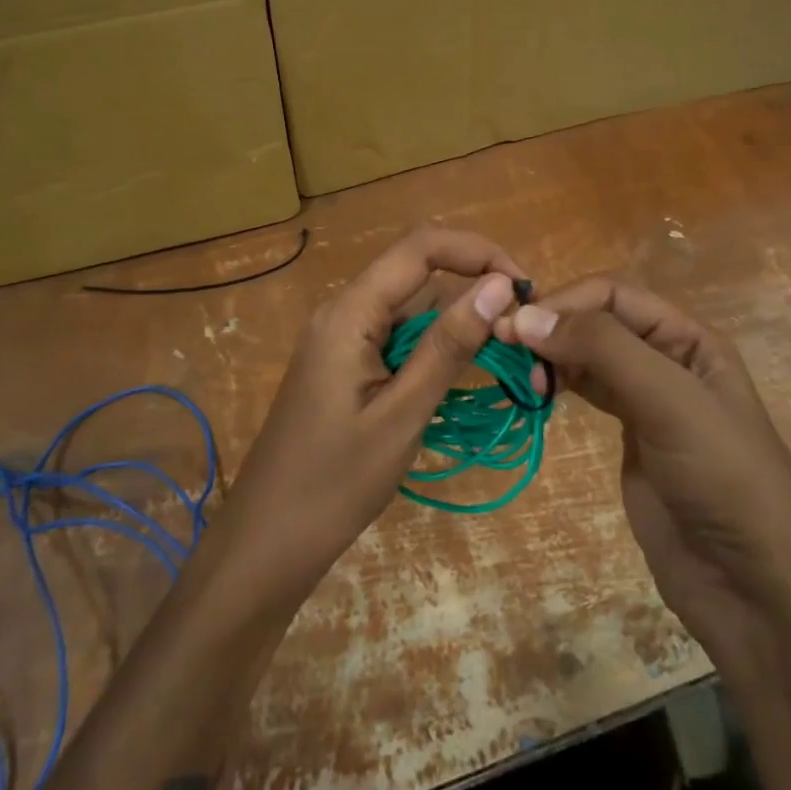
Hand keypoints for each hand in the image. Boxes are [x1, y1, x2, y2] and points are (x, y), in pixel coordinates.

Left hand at [221, 227, 525, 593]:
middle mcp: (344, 312)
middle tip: (519, 337)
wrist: (268, 542)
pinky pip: (398, 338)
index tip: (522, 289)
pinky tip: (461, 376)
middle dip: (472, 291)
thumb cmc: (335, 483)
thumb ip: (449, 347)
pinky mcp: (345, 366)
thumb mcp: (403, 414)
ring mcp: (342, 340)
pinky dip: (434, 348)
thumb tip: (499, 286)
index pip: (420, 247)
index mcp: (350, 313)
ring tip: (502, 359)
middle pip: (418, 274)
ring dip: (457, 323)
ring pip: (411, 308)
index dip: (477, 252)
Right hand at [505, 279, 790, 671]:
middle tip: (506, 354)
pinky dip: (560, 386)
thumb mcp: (669, 401)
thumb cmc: (722, 478)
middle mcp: (668, 360)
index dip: (564, 303)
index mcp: (689, 338)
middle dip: (553, 328)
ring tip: (521, 380)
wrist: (753, 586)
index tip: (515, 328)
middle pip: (598, 322)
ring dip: (552, 357)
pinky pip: (589, 394)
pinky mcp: (631, 439)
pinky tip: (536, 394)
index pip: (614, 295)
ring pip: (589, 357)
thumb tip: (525, 316)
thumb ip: (603, 349)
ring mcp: (648, 401)